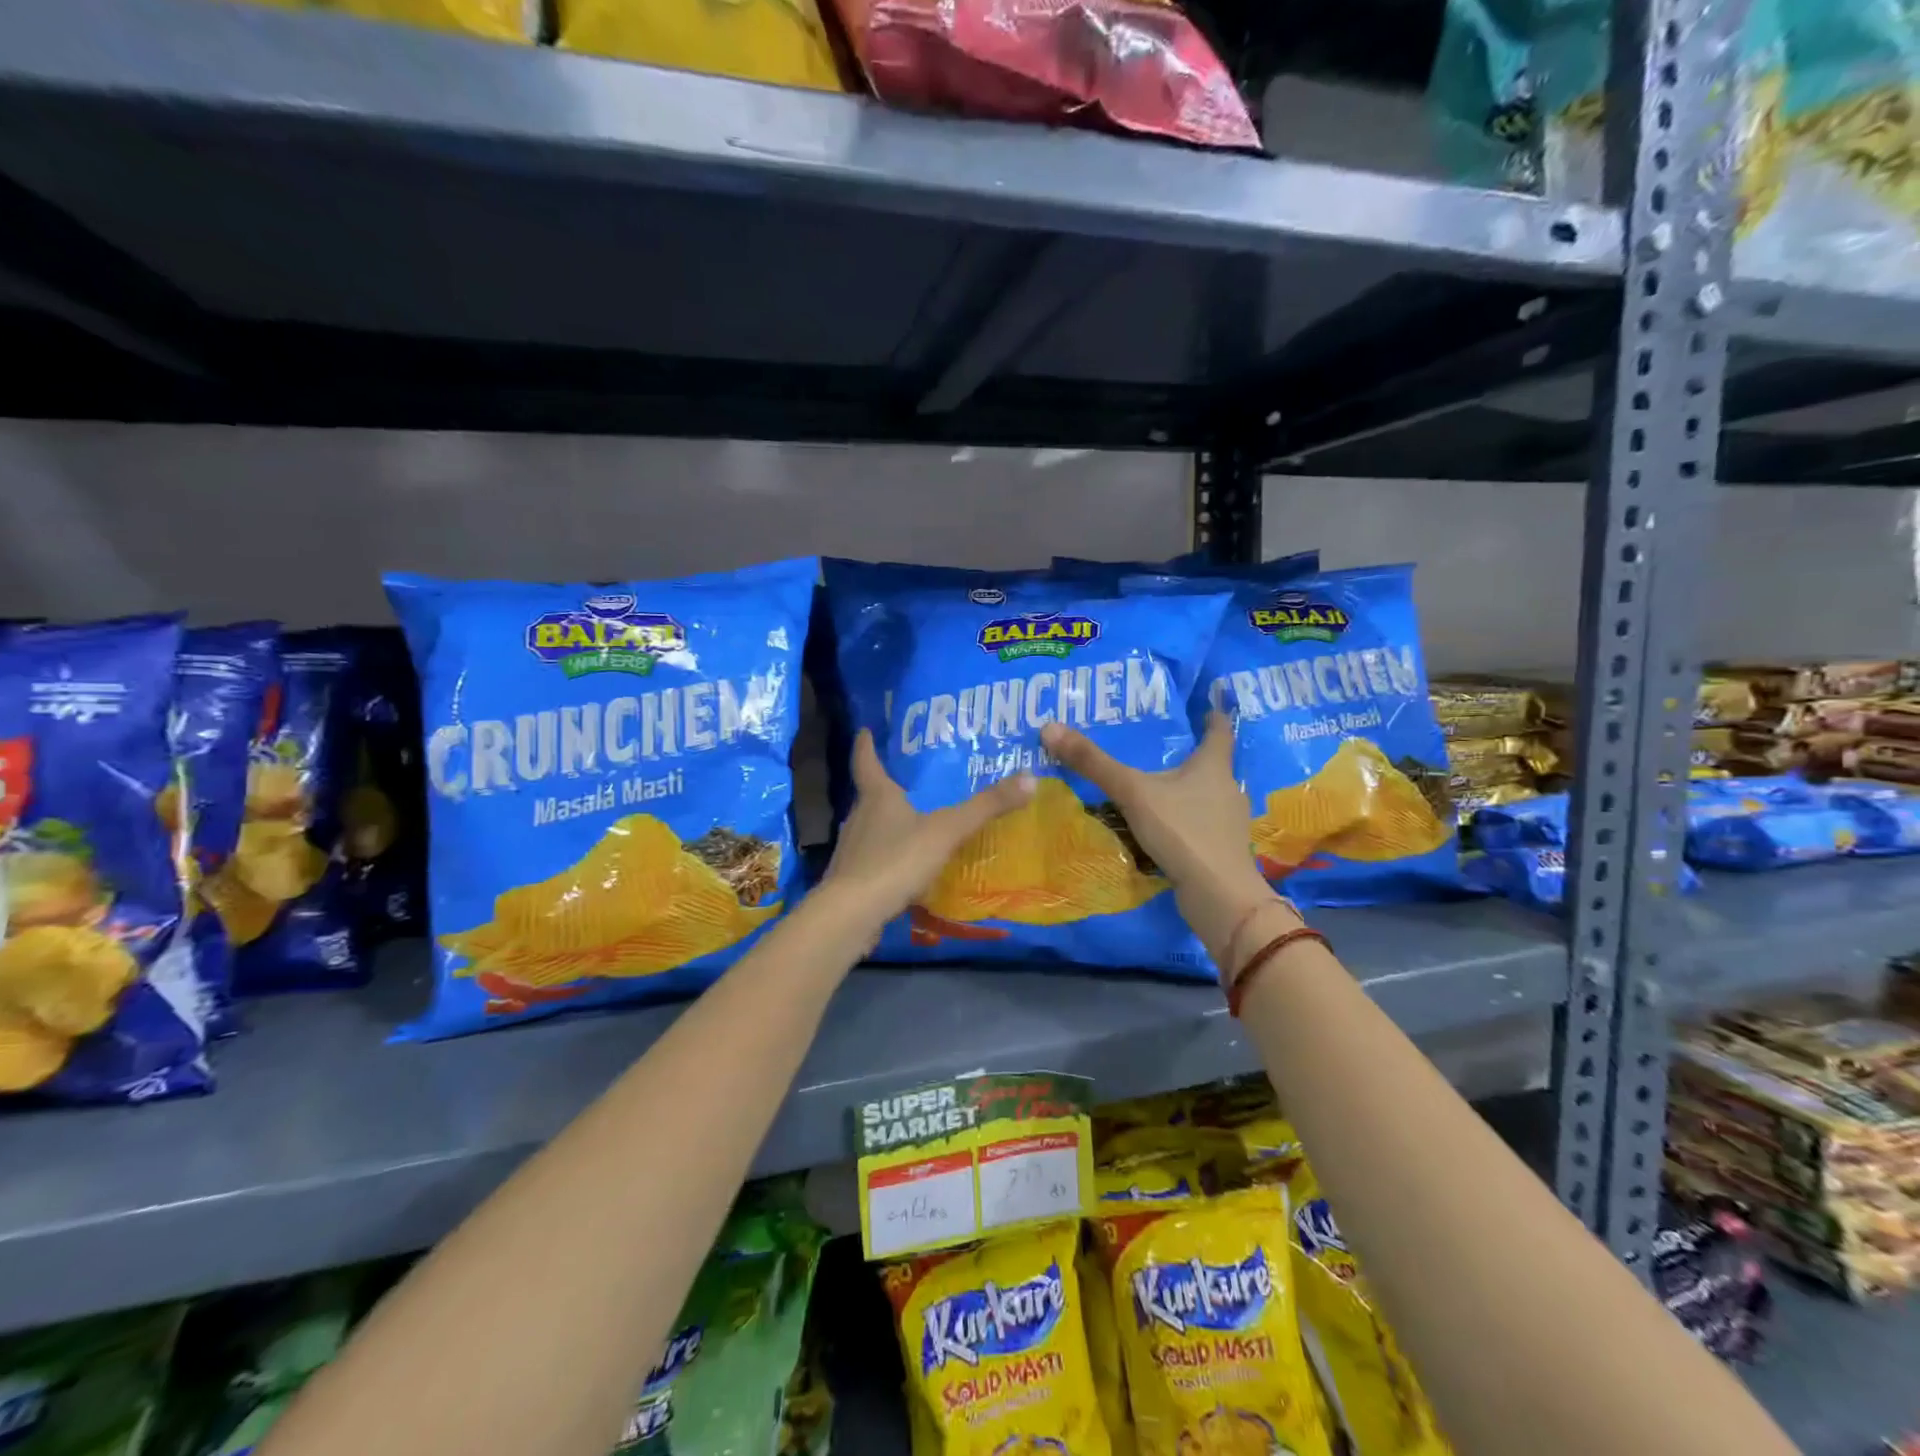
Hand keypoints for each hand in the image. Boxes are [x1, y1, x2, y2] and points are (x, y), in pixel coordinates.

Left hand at [820, 730, 1035, 933]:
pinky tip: (906, 868)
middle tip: (908, 781)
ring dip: (888, 824)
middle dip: (886, 788)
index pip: (866, 761)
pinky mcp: (851, 880)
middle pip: (870, 796)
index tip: (864, 731)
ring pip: (871, 828)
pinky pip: (873, 859)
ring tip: (913, 823)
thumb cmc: (896, 860)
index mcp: (877, 797)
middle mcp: (859, 818)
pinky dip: (888, 857)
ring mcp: (852, 850)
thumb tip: (1029, 778)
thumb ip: (985, 807)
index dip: (865, 745)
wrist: (852, 914)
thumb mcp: (947, 830)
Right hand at [1040, 713, 1296, 971]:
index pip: (1219, 730)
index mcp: (1213, 766)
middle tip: (1157, 746)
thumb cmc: (1182, 831)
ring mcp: (1226, 823)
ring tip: (1152, 786)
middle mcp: (1226, 789)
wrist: (1219, 896)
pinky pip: (1197, 824)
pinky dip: (1180, 820)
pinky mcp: (1218, 850)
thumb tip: (1050, 727)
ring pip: (1203, 796)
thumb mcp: (1132, 792)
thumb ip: (1093, 763)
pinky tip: (1159, 827)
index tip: (1203, 706)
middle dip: (1188, 754)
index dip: (1212, 715)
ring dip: (1183, 790)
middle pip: (1211, 764)